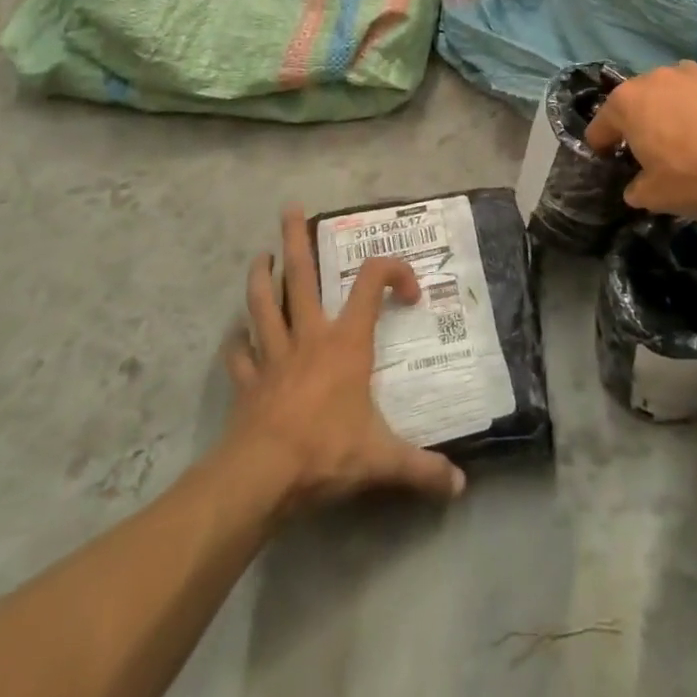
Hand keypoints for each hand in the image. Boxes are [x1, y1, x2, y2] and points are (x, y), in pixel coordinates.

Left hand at [222, 206, 465, 513]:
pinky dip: (237, 343)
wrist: (263, 476)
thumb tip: (461, 487)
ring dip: (261, 278)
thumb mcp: (382, 459)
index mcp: (346, 342)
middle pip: (301, 277)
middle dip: (295, 240)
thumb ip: (422, 469)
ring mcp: (273, 356)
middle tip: (289, 208)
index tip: (407, 294)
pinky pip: (240, 354)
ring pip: (264, 304)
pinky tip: (236, 337)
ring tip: (261, 257)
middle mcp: (309, 337)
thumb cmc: (327, 451)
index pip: (370, 285)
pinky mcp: (249, 382)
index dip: (392, 274)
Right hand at [585, 60, 696, 216]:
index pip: (601, 123)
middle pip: (639, 100)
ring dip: (675, 111)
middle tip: (649, 150)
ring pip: (676, 93)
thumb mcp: (655, 196)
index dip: (600, 143)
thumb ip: (637, 189)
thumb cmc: (696, 175)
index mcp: (629, 102)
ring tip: (689, 139)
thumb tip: (637, 187)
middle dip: (640, 122)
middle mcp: (658, 78)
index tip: (605, 158)